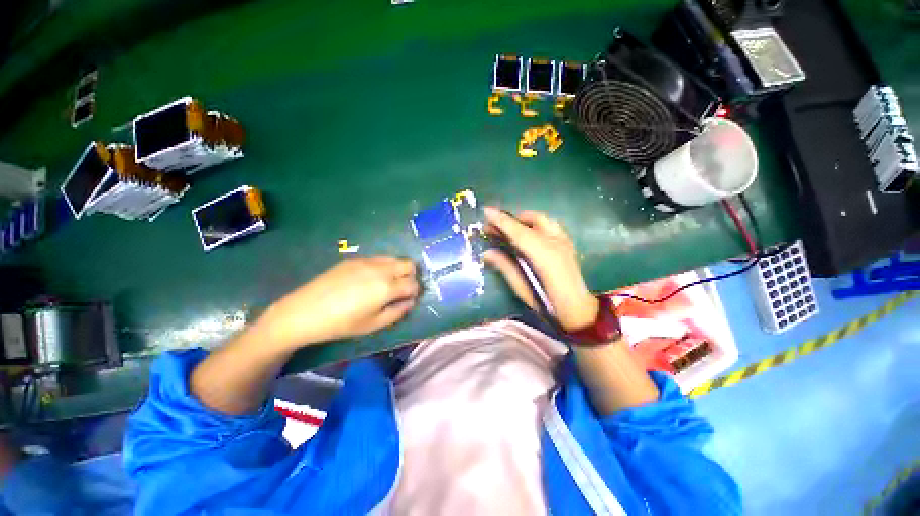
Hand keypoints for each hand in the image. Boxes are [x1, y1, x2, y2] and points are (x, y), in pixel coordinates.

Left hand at [257, 257, 419, 348]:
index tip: (409, 299)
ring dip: (398, 269)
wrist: (304, 311)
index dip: (415, 292)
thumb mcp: (373, 325)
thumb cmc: (341, 324)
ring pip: (394, 258)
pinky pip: (378, 258)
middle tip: (401, 289)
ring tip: (386, 283)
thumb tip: (410, 302)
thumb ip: (397, 312)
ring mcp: (368, 261)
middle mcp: (382, 269)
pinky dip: (383, 267)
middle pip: (409, 264)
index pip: (413, 284)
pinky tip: (369, 279)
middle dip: (411, 276)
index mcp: (387, 287)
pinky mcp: (355, 259)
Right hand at [483, 206, 598, 332]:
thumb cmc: (547, 303)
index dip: (501, 220)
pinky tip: (526, 234)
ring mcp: (564, 240)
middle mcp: (554, 241)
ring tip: (508, 228)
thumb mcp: (521, 287)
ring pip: (541, 219)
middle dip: (510, 219)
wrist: (578, 310)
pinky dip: (534, 224)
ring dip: (522, 220)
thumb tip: (487, 253)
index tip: (486, 210)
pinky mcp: (567, 243)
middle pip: (530, 219)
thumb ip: (505, 267)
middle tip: (493, 227)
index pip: (517, 231)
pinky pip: (548, 225)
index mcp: (542, 254)